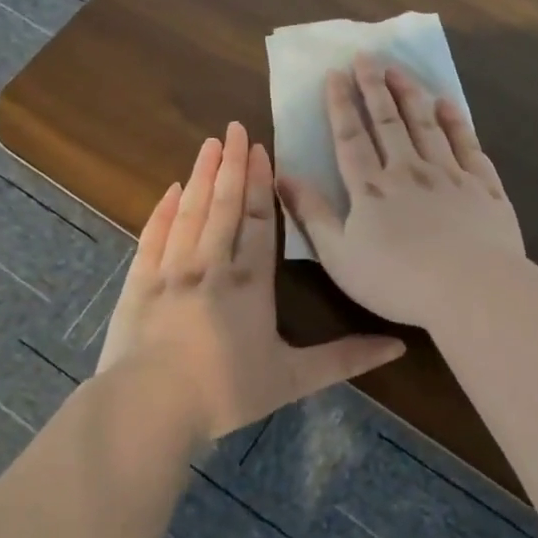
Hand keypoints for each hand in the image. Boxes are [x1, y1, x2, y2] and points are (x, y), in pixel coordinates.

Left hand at [96, 121, 406, 441]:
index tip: (260, 150)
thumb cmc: (225, 392)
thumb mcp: (292, 379)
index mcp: (250, 284)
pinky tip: (171, 191)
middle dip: (230, 165)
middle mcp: (211, 266)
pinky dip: (163, 212)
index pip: (258, 222)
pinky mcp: (139, 284)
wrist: (149, 408)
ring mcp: (171, 271)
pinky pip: (153, 237)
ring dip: (201, 177)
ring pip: (190, 213)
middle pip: (223, 205)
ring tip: (208, 145)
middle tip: (233, 128)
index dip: (260, 184)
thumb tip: (398, 346)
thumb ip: (344, 359)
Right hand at [277, 56, 524, 328]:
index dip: (340, 104)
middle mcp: (409, 171)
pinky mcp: (484, 186)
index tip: (335, 73)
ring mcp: (450, 175)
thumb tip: (283, 176)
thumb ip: (312, 215)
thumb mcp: (340, 256)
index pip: (351, 137)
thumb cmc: (398, 281)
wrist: (472, 290)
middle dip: (374, 86)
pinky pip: (467, 145)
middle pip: (388, 121)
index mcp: (371, 188)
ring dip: (411, 95)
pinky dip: (457, 121)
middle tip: (366, 56)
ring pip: (427, 125)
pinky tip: (448, 104)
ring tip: (399, 70)